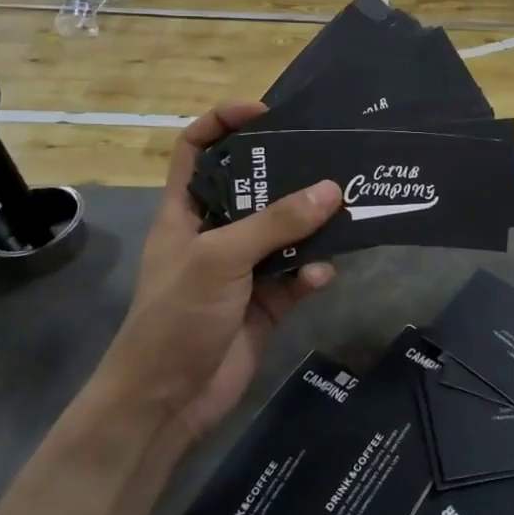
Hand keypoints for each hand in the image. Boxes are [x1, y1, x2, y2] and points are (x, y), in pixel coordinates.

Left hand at [100, 103, 342, 445]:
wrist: (168, 401)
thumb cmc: (176, 315)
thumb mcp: (221, 258)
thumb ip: (276, 223)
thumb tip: (332, 189)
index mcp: (186, 210)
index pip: (196, 149)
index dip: (223, 122)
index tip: (265, 112)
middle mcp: (216, 231)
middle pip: (254, 186)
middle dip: (289, 173)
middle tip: (328, 157)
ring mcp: (244, 267)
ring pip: (286, 231)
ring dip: (312, 225)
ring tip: (345, 211)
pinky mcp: (268, 301)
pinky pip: (298, 275)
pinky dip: (312, 273)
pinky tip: (321, 276)